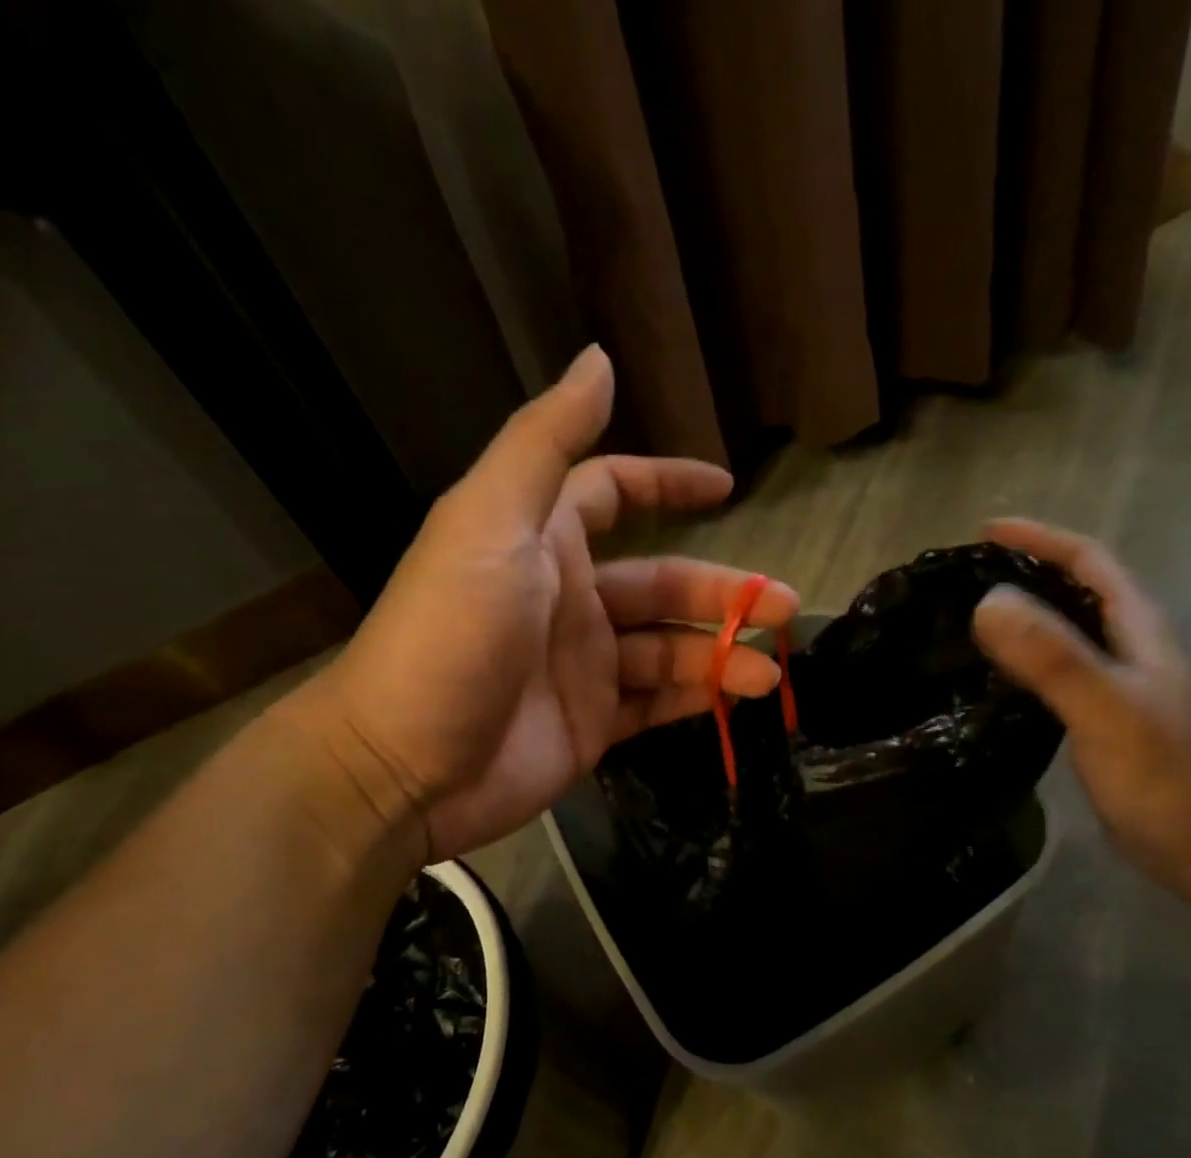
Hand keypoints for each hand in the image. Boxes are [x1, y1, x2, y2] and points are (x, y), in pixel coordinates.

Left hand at [283, 345, 799, 860]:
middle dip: (724, 593)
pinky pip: (658, 702)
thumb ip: (546, 445)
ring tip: (769, 671)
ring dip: (722, 653)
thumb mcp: (490, 524)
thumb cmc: (448, 635)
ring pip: (670, 649)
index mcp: (544, 540)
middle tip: (787, 608)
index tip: (726, 488)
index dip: (667, 484)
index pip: (613, 493)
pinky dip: (699, 697)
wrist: (403, 765)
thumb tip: (599, 360)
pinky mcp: (592, 723)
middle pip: (663, 584)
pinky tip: (737, 696)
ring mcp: (583, 666)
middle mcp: (569, 598)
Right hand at [971, 519, 1190, 888]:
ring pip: (1066, 638)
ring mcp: (1119, 693)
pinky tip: (994, 687)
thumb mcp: (1108, 709)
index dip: (1041, 539)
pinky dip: (1023, 669)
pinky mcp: (1105, 730)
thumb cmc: (1171, 778)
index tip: (985, 531)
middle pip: (1078, 594)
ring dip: (1023, 621)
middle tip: (964, 578)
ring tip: (966, 624)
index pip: (1090, 562)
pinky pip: (1056, 681)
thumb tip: (987, 600)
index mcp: (1138, 632)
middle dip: (1026, 573)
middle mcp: (1130, 653)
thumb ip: (1053, 656)